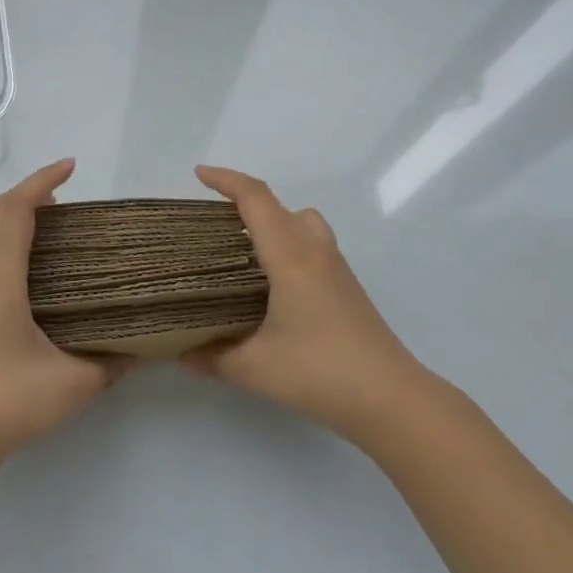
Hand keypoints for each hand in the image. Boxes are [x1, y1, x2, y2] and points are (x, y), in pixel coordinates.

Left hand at [0, 159, 131, 476]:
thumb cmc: (4, 401)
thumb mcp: (72, 384)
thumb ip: (111, 362)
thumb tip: (144, 347)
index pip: (15, 210)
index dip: (41, 182)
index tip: (71, 167)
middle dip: (22, 193)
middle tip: (60, 201)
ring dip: (9, 216)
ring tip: (50, 229)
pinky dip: (3, 241)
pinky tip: (32, 272)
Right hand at [183, 165, 425, 440]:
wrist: (392, 398)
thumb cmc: (320, 372)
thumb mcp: (255, 368)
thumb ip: (212, 357)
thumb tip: (180, 352)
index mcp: (289, 256)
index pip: (255, 199)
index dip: (225, 180)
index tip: (199, 174)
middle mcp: (314, 251)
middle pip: (278, 205)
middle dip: (243, 200)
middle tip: (212, 219)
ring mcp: (335, 267)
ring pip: (301, 221)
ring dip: (272, 220)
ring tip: (245, 247)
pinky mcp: (346, 287)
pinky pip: (312, 244)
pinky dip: (288, 243)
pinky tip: (273, 282)